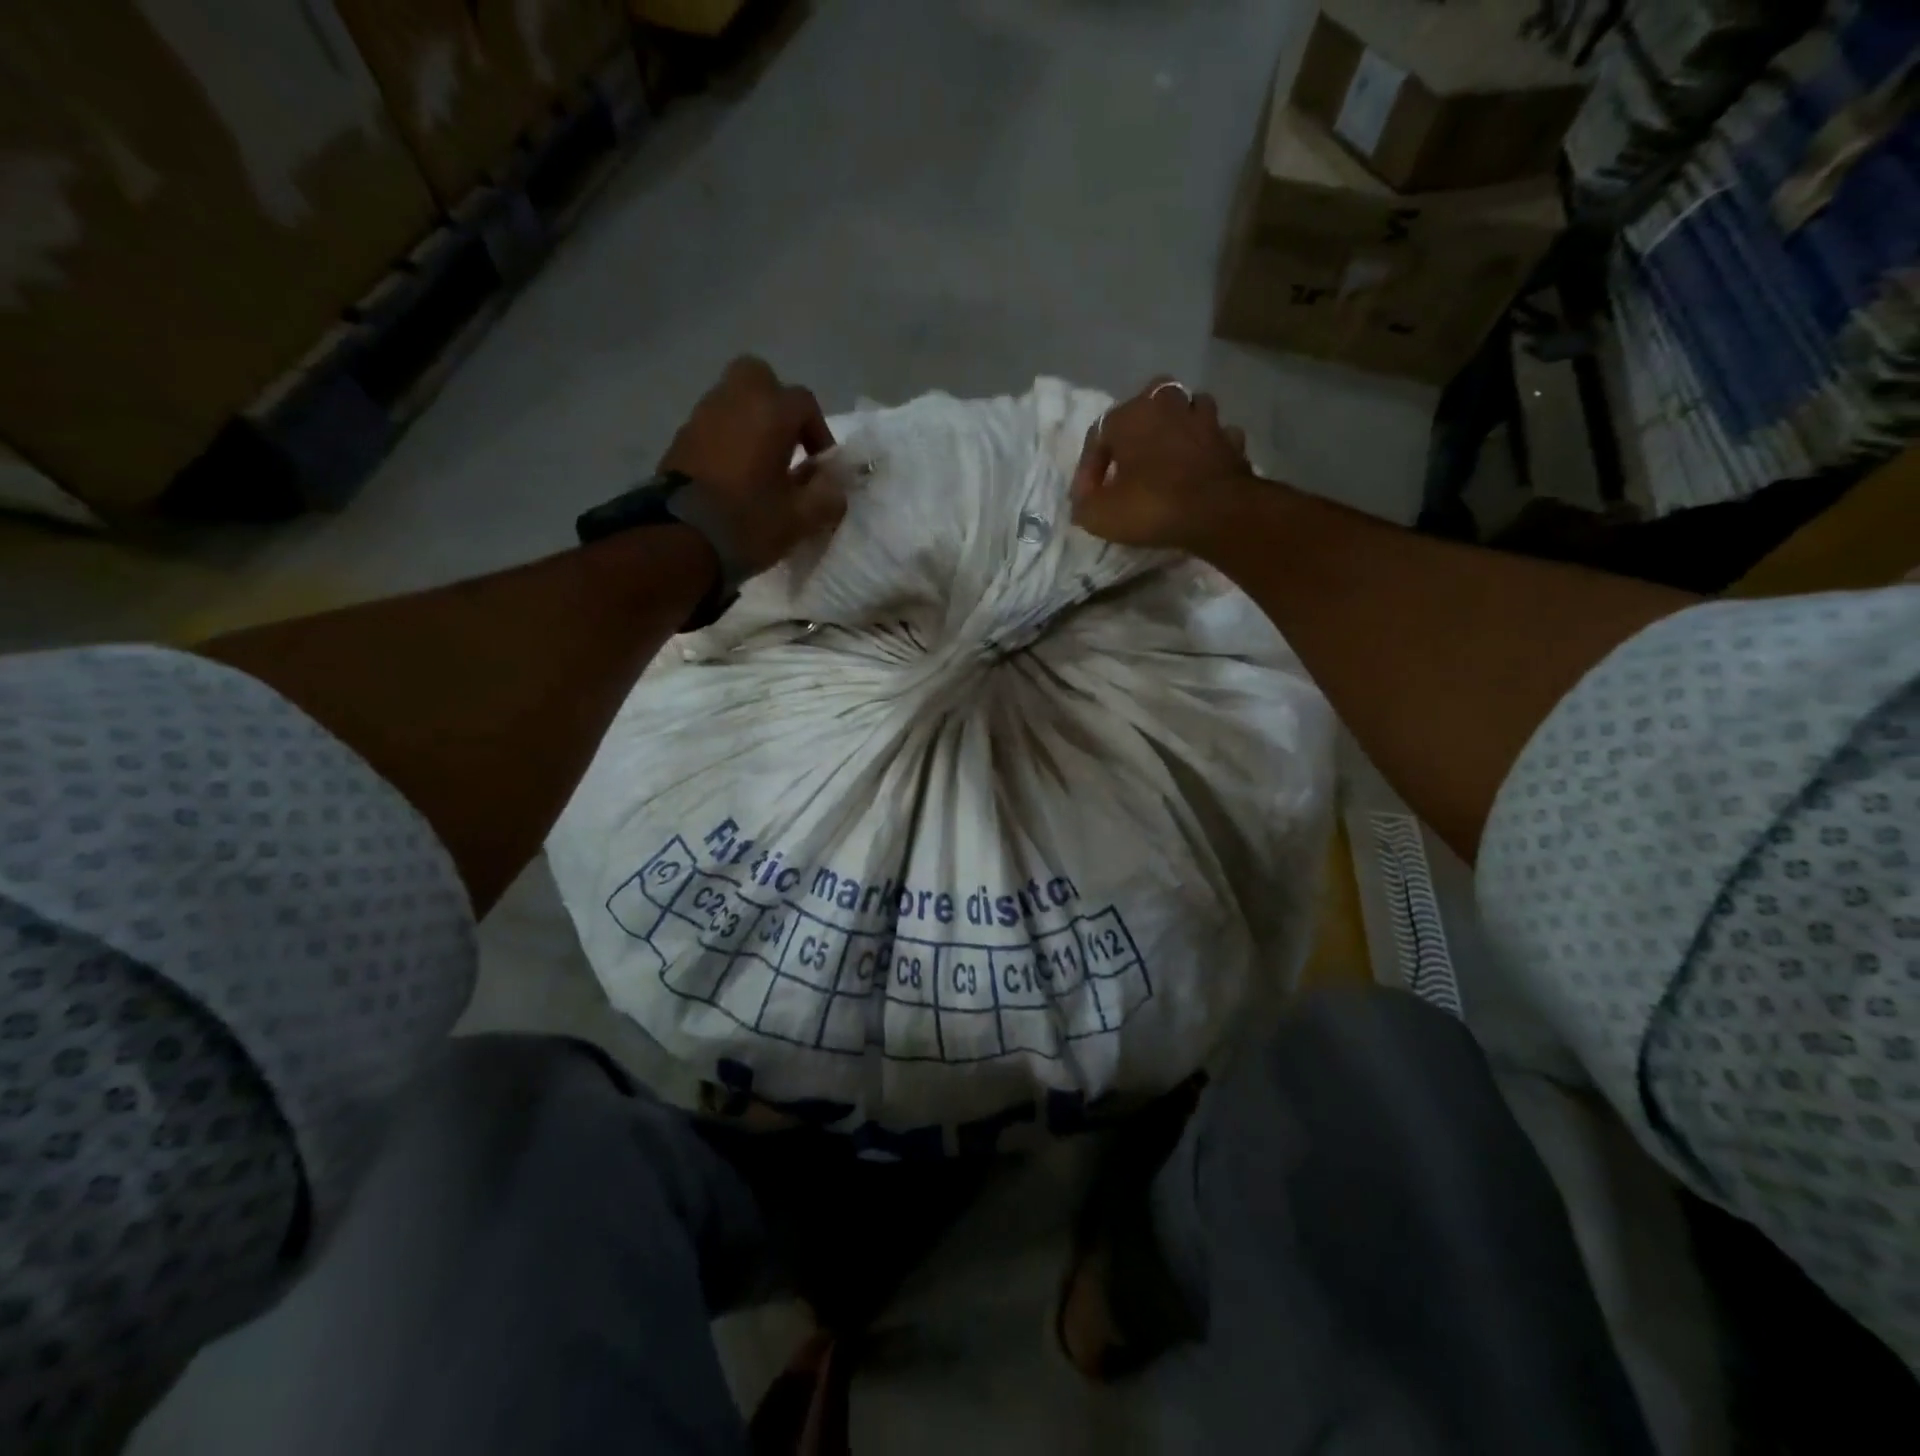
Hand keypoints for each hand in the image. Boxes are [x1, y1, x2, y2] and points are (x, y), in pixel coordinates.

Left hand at [660, 356, 845, 575]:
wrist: (680, 540)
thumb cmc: (748, 523)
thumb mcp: (801, 518)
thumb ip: (827, 496)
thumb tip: (835, 484)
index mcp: (770, 412)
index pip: (805, 402)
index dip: (819, 433)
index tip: (820, 468)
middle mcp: (734, 400)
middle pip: (760, 378)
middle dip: (777, 404)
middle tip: (786, 443)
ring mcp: (702, 416)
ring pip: (733, 398)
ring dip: (751, 422)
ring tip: (760, 464)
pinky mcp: (681, 438)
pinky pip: (713, 424)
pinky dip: (728, 438)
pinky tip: (734, 475)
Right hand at [1070, 378, 1255, 550]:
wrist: (1219, 513)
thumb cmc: (1152, 506)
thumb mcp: (1099, 515)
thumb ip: (1083, 503)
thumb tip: (1085, 498)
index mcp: (1131, 415)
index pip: (1098, 434)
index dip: (1089, 468)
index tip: (1088, 498)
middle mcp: (1169, 404)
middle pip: (1147, 405)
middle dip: (1137, 429)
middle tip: (1131, 461)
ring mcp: (1206, 419)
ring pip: (1186, 412)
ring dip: (1176, 428)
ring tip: (1168, 456)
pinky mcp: (1232, 440)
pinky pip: (1215, 436)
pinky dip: (1207, 447)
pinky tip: (1201, 464)